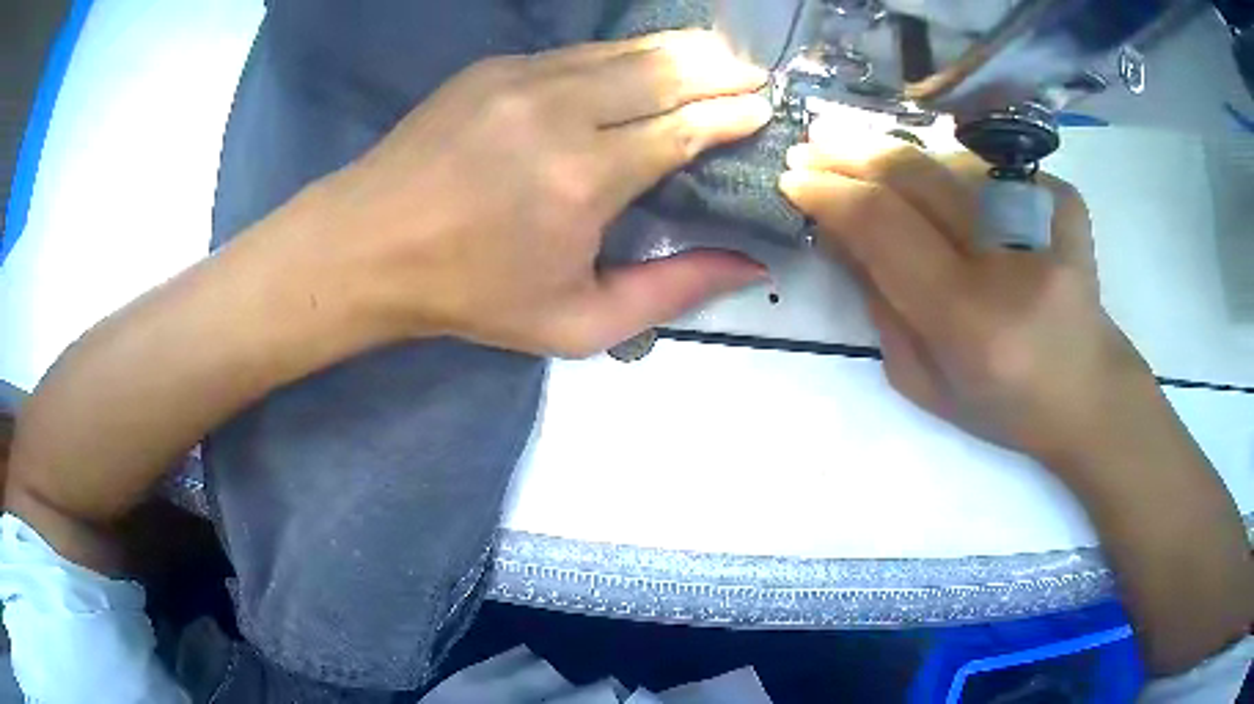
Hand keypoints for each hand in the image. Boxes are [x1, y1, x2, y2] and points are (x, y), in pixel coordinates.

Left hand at [285, 30, 770, 356]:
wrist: (369, 246)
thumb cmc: (471, 295)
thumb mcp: (577, 323)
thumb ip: (671, 291)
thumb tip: (750, 265)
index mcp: (585, 180)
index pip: (686, 128)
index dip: (733, 115)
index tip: (764, 110)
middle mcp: (560, 113)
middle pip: (665, 72)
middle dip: (721, 69)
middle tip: (754, 74)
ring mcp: (523, 78)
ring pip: (627, 50)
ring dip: (681, 50)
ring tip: (719, 54)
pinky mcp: (495, 66)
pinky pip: (581, 52)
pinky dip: (627, 53)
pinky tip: (646, 59)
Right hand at [781, 124, 1253, 675]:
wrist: (1090, 393)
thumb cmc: (1004, 405)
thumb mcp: (923, 381)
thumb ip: (878, 304)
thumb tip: (839, 231)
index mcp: (969, 319)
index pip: (882, 224)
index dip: (831, 192)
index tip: (794, 177)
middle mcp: (1009, 260)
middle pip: (915, 173)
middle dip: (853, 150)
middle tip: (816, 141)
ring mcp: (1044, 218)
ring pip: (948, 161)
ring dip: (901, 158)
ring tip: (869, 160)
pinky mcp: (1065, 199)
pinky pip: (991, 168)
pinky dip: (957, 173)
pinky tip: (951, 192)